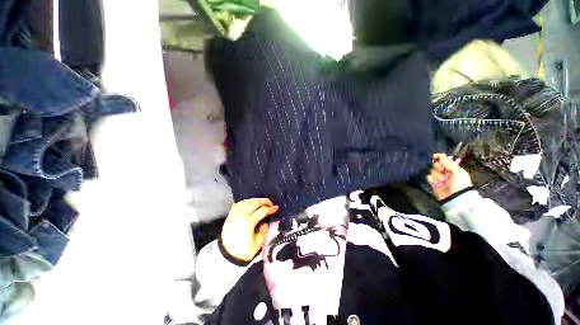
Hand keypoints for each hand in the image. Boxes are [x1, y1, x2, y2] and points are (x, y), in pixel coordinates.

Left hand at [221, 198, 278, 261]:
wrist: (226, 256)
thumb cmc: (243, 251)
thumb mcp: (258, 244)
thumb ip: (264, 230)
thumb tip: (266, 222)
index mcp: (248, 222)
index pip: (262, 211)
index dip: (270, 209)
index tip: (276, 208)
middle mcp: (241, 215)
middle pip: (255, 203)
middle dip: (265, 201)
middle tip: (271, 203)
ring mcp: (234, 214)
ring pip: (247, 201)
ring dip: (256, 200)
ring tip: (262, 203)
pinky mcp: (230, 215)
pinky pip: (239, 204)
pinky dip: (246, 202)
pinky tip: (250, 203)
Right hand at [427, 153, 472, 200]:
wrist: (455, 196)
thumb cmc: (460, 183)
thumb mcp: (457, 171)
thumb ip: (448, 163)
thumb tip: (440, 155)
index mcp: (452, 168)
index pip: (443, 160)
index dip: (439, 157)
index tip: (435, 156)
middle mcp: (445, 172)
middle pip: (436, 164)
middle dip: (438, 167)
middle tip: (442, 170)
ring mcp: (439, 177)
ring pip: (432, 171)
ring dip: (437, 175)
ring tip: (442, 180)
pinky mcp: (433, 183)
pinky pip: (429, 177)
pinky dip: (432, 179)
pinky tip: (436, 183)